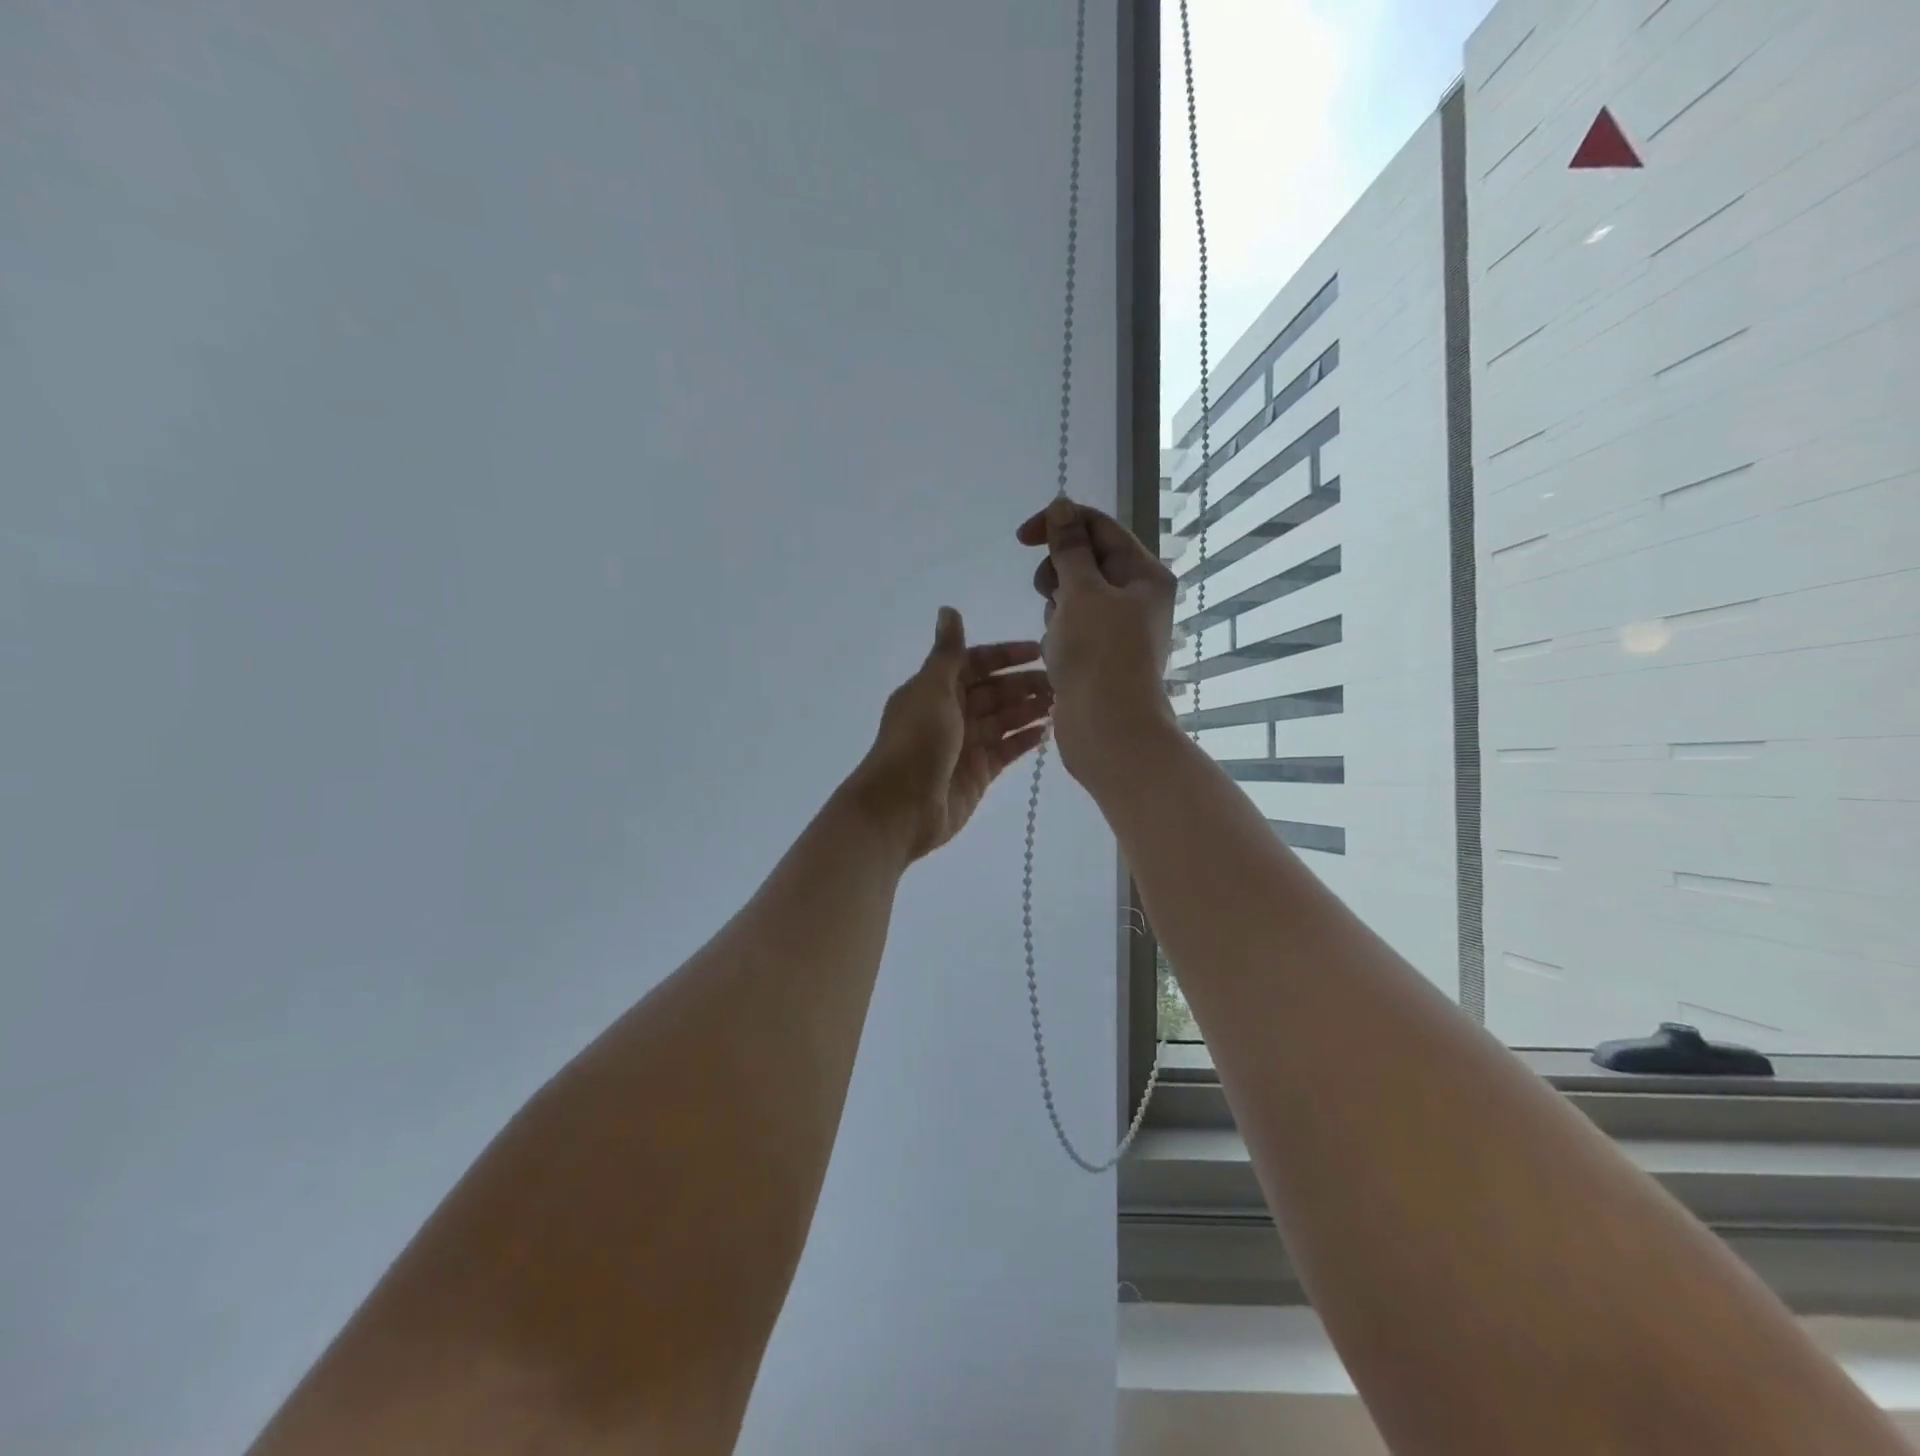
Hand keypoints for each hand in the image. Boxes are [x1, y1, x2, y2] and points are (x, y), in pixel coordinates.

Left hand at [845, 609, 1051, 861]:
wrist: (901, 807)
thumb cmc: (916, 742)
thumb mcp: (931, 689)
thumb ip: (947, 652)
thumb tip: (948, 609)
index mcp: (935, 688)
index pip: (976, 662)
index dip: (1006, 655)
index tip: (1040, 651)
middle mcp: (951, 713)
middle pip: (994, 691)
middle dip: (1025, 684)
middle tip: (1062, 681)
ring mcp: (966, 744)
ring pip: (1004, 719)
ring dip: (1030, 709)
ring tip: (1063, 702)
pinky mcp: (979, 772)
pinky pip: (1007, 749)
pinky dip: (1026, 739)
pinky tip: (1050, 731)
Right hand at [1017, 497, 1178, 786]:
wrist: (1108, 729)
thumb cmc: (1099, 654)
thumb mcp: (1081, 591)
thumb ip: (1069, 546)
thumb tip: (1062, 505)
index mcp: (1144, 574)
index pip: (1100, 527)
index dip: (1060, 523)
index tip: (1022, 538)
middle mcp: (1137, 596)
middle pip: (1086, 560)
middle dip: (1058, 573)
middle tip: (1050, 595)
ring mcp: (1119, 627)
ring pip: (1074, 595)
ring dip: (1056, 608)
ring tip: (1059, 636)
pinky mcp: (1101, 653)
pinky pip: (1071, 627)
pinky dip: (1059, 635)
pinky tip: (1058, 656)